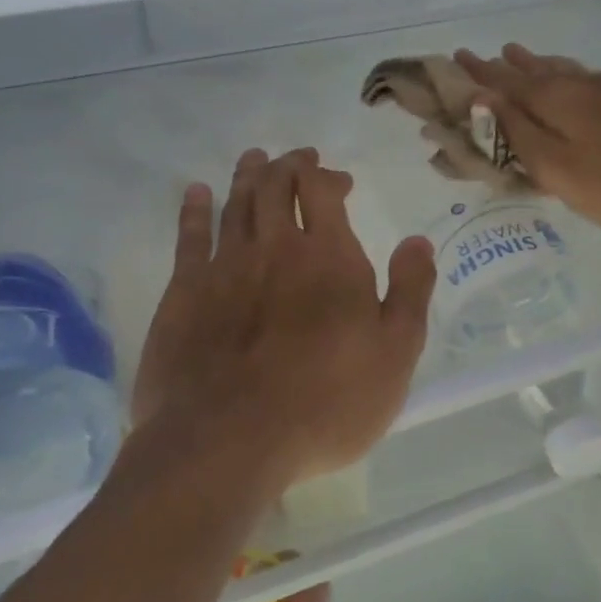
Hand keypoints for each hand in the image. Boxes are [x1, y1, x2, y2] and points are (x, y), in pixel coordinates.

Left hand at [131, 147, 436, 492]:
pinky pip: (189, 237)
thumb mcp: (395, 354)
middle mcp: (273, 247)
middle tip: (297, 159)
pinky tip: (196, 193)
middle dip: (288, 165)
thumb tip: (418, 241)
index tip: (339, 180)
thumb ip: (409, 291)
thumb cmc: (326, 402)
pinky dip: (194, 209)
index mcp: (328, 256)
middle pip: (275, 186)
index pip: (321, 190)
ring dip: (247, 176)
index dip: (327, 175)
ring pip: (235, 203)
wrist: (228, 443)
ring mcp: (223, 268)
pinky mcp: (182, 294)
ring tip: (254, 159)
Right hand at [454, 45, 600, 239]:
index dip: (474, 73)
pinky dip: (557, 73)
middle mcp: (576, 83)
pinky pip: (577, 77)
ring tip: (512, 54)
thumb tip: (479, 99)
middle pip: (528, 70)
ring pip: (556, 70)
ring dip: (529, 64)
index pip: (501, 80)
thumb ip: (517, 133)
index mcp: (554, 97)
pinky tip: (564, 75)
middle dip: (498, 67)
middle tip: (473, 59)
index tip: (450, 59)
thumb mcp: (558, 168)